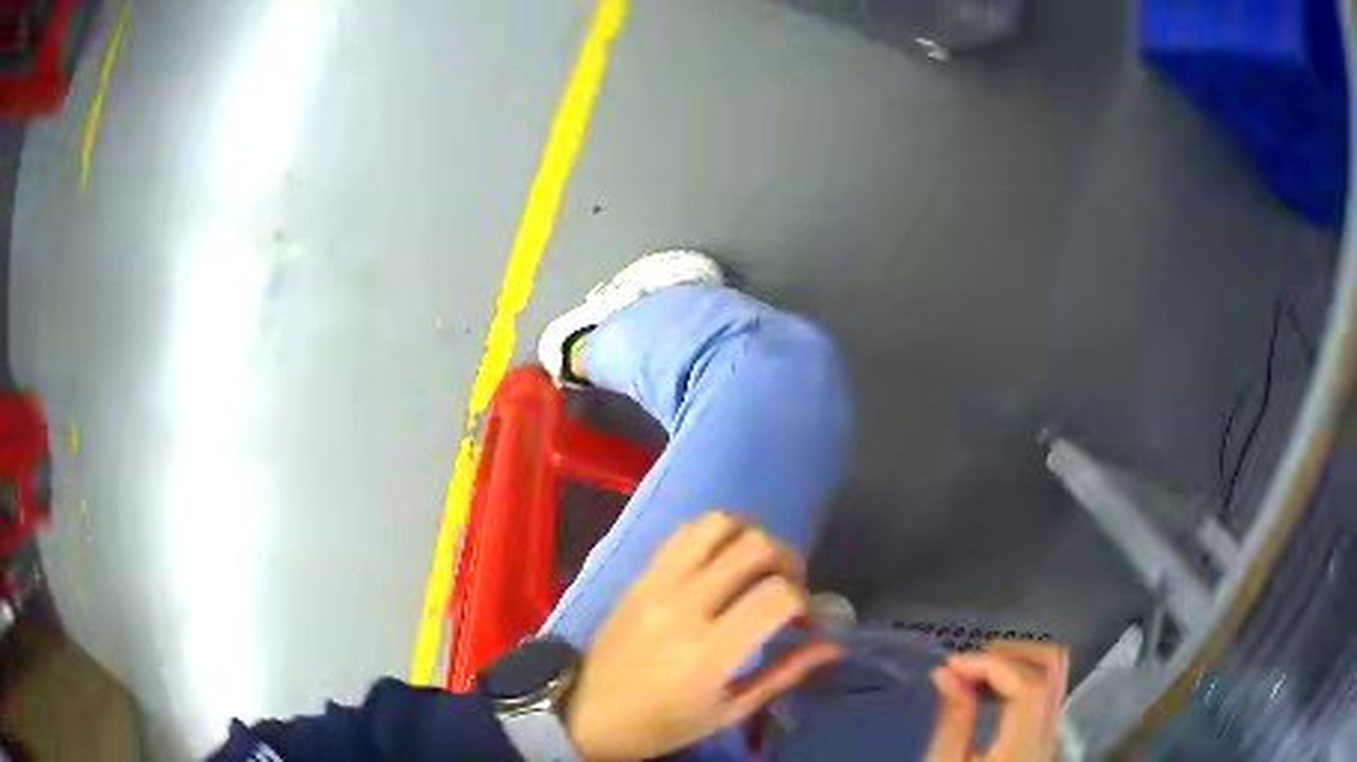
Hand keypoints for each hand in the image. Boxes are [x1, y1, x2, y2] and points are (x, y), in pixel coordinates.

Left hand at [565, 511, 841, 760]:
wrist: (587, 713)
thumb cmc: (663, 724)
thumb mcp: (729, 711)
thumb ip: (784, 674)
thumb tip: (833, 645)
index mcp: (710, 653)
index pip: (777, 596)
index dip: (803, 601)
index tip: (802, 620)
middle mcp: (685, 607)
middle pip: (755, 547)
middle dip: (787, 560)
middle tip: (787, 586)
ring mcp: (657, 585)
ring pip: (718, 524)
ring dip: (750, 537)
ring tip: (755, 567)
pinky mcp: (639, 576)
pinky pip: (683, 533)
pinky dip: (714, 536)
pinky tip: (720, 563)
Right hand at [926, 643, 1068, 761]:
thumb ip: (953, 720)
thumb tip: (946, 672)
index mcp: (1024, 746)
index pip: (1029, 684)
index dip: (993, 663)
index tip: (952, 665)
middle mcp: (1049, 732)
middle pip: (1054, 664)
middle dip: (1010, 651)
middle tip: (968, 664)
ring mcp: (1053, 731)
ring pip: (1054, 670)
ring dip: (1015, 660)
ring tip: (974, 675)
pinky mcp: (1046, 732)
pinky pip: (1045, 687)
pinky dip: (1019, 675)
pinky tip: (988, 691)